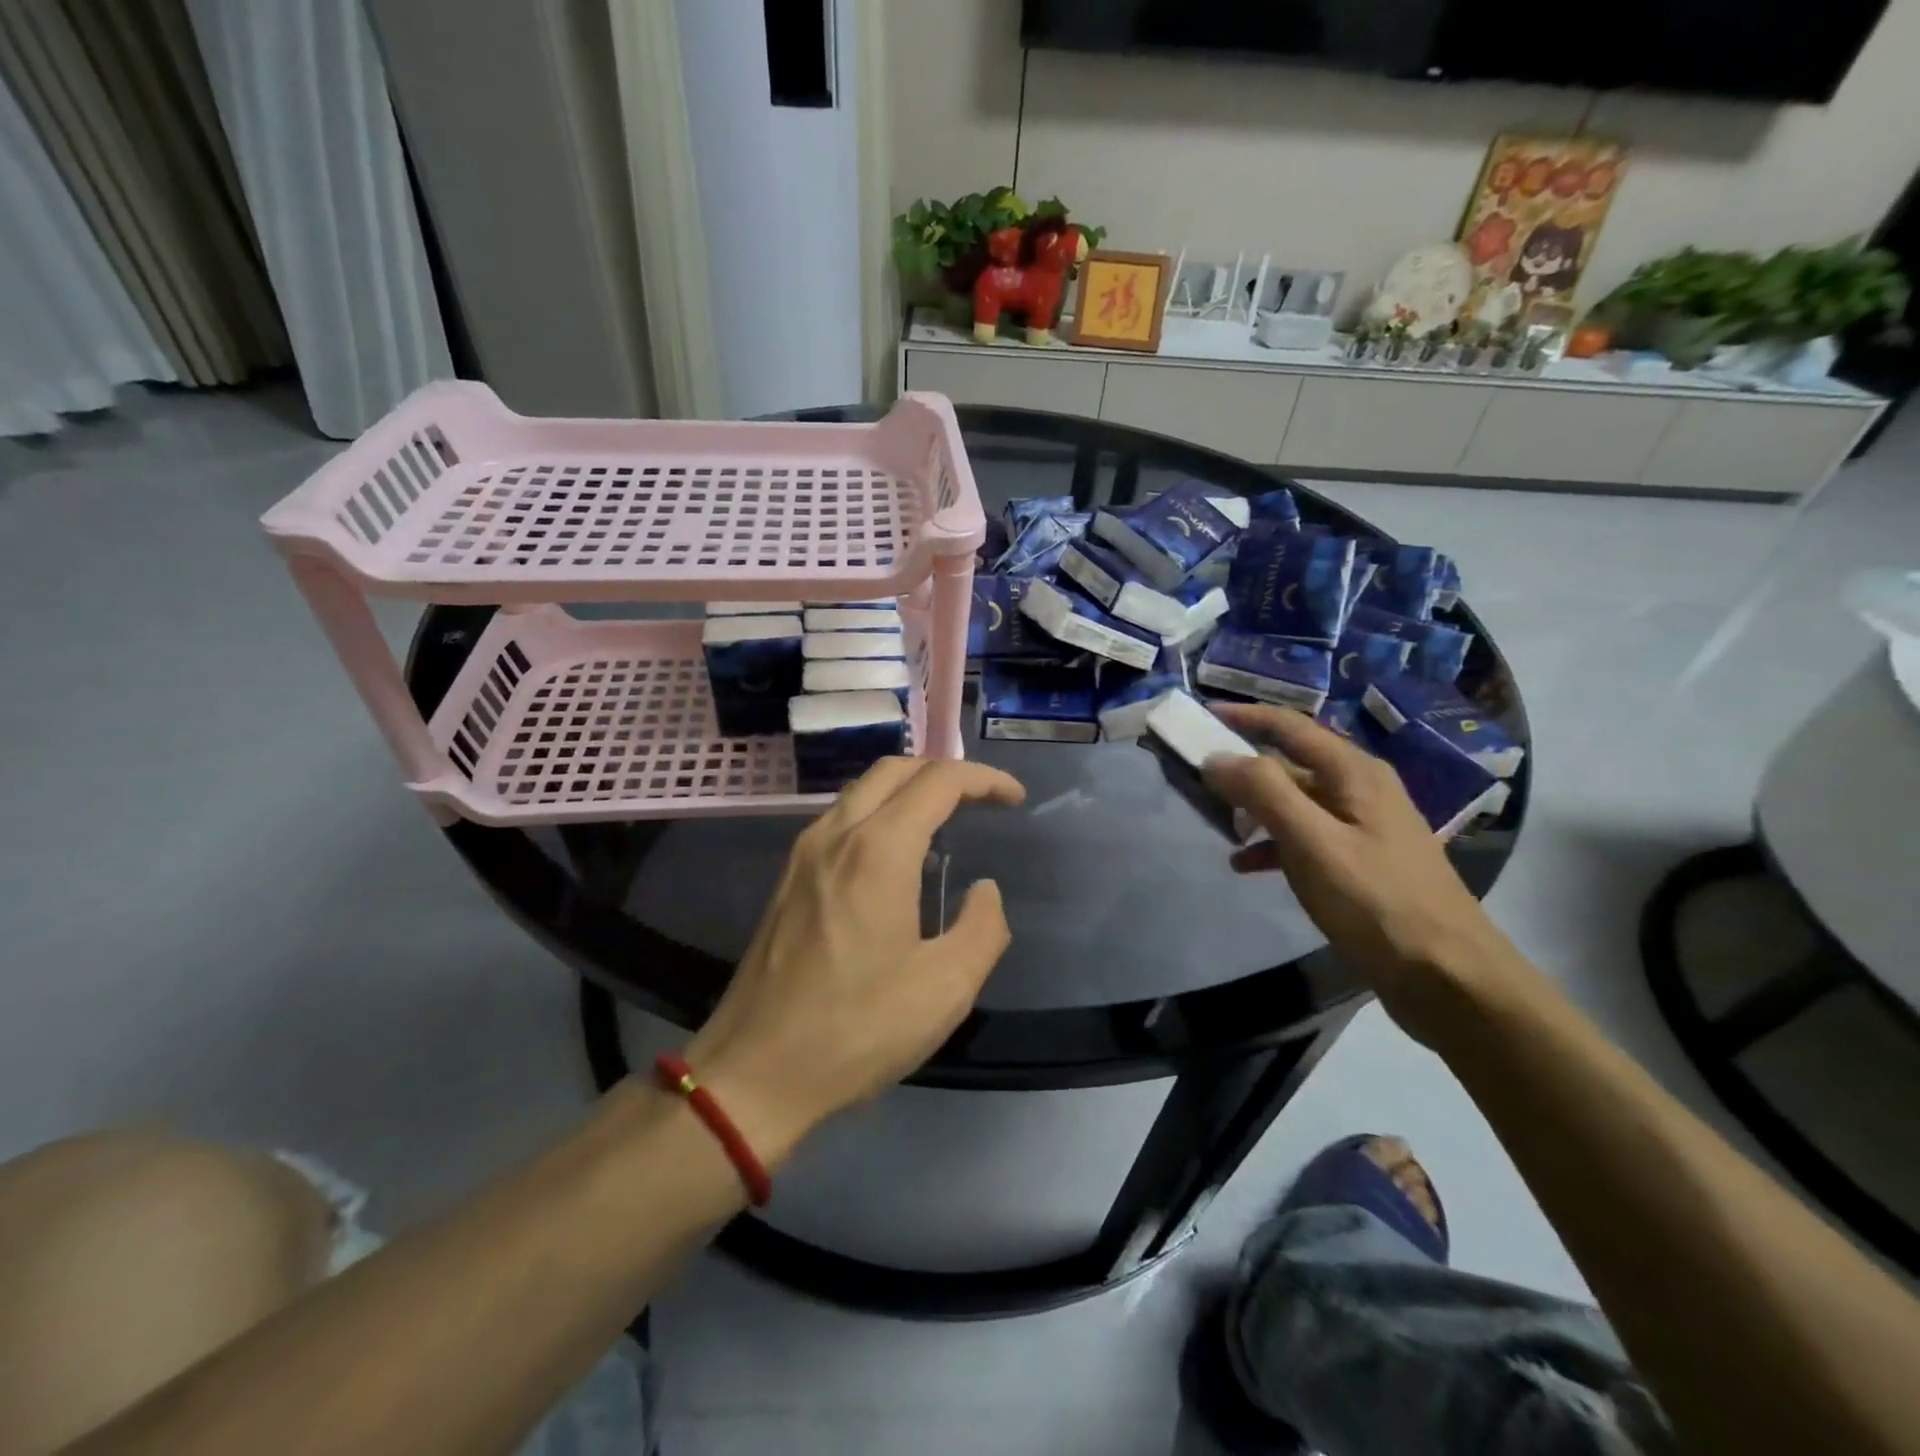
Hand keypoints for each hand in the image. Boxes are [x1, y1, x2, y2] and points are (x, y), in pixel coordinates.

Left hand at [685, 758, 1025, 1165]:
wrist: (754, 1071)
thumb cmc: (856, 1029)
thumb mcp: (945, 989)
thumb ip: (983, 927)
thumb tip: (984, 890)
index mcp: (878, 851)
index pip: (938, 782)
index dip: (984, 779)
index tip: (1014, 799)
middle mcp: (836, 834)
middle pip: (895, 769)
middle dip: (945, 772)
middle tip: (982, 799)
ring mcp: (805, 853)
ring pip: (863, 790)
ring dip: (909, 789)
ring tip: (946, 822)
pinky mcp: (789, 877)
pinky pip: (842, 819)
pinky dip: (880, 813)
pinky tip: (898, 858)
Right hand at [1201, 704, 1522, 1045]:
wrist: (1447, 976)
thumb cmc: (1377, 902)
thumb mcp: (1313, 842)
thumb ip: (1264, 793)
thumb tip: (1216, 757)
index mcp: (1354, 772)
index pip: (1289, 726)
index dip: (1244, 716)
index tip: (1200, 715)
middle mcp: (1359, 788)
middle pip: (1290, 762)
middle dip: (1242, 767)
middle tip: (1197, 779)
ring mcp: (1362, 826)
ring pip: (1295, 801)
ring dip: (1254, 808)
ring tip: (1216, 825)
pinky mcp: (1360, 861)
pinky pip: (1305, 836)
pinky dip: (1273, 843)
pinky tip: (1246, 865)